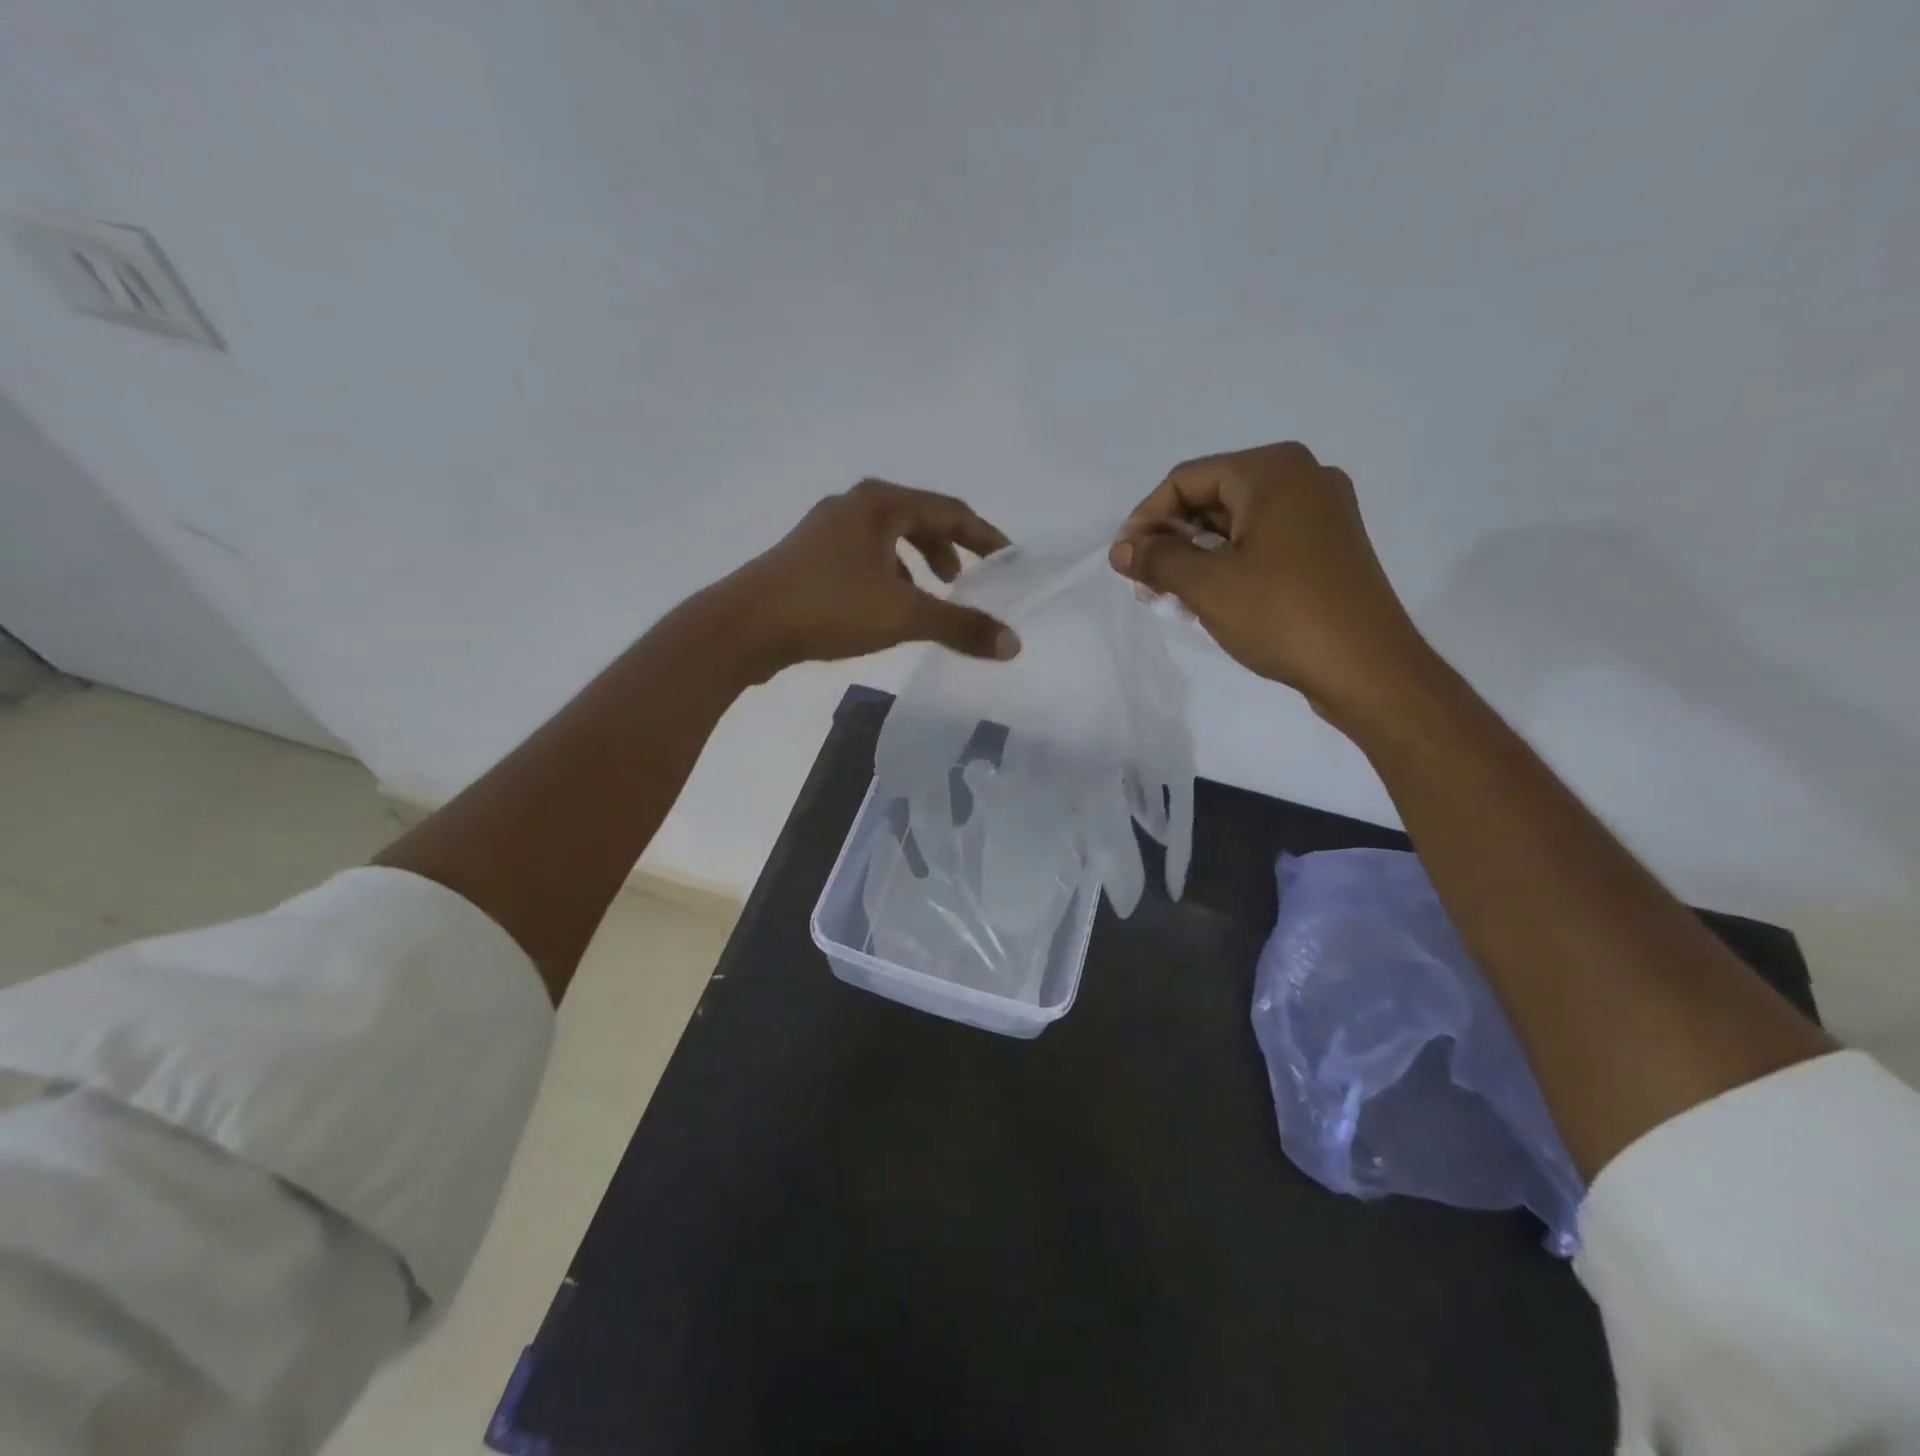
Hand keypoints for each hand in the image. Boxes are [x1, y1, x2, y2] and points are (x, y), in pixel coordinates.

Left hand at [716, 478, 1019, 675]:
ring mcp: (824, 532)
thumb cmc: (828, 607)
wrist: (744, 627)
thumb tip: (1013, 644)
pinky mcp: (807, 559)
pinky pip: (864, 559)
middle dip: (948, 549)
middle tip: (964, 581)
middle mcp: (853, 507)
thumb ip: (960, 626)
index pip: (949, 510)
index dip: (984, 536)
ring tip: (930, 597)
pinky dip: (888, 578)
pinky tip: (887, 610)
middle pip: (918, 519)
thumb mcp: (904, 615)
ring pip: (888, 541)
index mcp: (879, 504)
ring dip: (916, 565)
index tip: (1008, 560)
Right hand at [1110, 442, 1431, 722]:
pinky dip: (1230, 564)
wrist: (1367, 668)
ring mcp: (1321, 512)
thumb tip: (1121, 549)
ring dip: (1197, 556)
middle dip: (1172, 539)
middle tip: (1145, 583)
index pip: (1186, 479)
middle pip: (1213, 497)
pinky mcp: (1328, 547)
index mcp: (1272, 470)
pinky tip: (1210, 600)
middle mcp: (1302, 478)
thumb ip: (1156, 559)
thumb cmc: (1282, 615)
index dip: (1146, 519)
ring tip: (1171, 597)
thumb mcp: (1207, 585)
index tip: (1124, 562)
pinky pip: (1263, 542)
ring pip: (1237, 523)